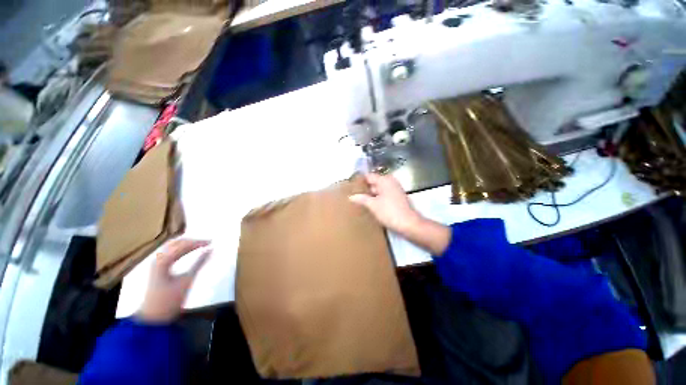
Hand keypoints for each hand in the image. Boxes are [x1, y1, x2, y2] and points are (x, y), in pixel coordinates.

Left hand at [138, 239, 210, 323]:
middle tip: (207, 242)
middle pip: (176, 243)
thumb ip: (199, 263)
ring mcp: (155, 264)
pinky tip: (187, 251)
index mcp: (163, 262)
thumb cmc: (170, 300)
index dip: (198, 242)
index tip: (211, 242)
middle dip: (192, 241)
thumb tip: (211, 250)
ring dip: (186, 243)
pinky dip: (180, 249)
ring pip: (171, 246)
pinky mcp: (157, 268)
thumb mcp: (187, 281)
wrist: (153, 317)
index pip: (183, 246)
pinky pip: (169, 252)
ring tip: (200, 244)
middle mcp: (157, 259)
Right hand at [351, 173, 451, 254]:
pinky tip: (370, 204)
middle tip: (353, 194)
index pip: (369, 176)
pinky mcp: (397, 197)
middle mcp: (390, 181)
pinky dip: (377, 197)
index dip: (360, 181)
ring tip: (360, 200)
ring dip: (371, 194)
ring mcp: (395, 189)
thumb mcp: (373, 205)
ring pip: (379, 189)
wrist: (409, 224)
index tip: (351, 186)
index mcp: (384, 180)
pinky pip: (384, 194)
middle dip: (365, 188)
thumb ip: (362, 199)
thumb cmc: (390, 212)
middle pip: (374, 182)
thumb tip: (351, 196)